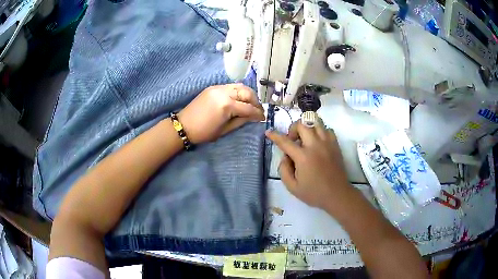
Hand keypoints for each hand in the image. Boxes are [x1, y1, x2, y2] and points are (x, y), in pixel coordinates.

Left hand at [178, 84, 264, 143]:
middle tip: (258, 111)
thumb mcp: (225, 130)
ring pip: (240, 86)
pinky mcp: (213, 87)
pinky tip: (239, 100)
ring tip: (250, 104)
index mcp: (227, 105)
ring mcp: (218, 88)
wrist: (184, 125)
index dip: (258, 114)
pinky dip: (238, 92)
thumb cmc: (204, 132)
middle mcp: (224, 92)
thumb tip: (254, 117)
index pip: (248, 108)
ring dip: (248, 95)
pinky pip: (231, 86)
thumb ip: (241, 121)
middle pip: (247, 93)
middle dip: (255, 101)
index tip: (263, 118)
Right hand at [266, 120, 353, 211]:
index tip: (268, 132)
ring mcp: (327, 143)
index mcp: (303, 157)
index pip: (285, 141)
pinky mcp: (335, 145)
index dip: (274, 135)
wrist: (337, 195)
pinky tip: (317, 142)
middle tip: (293, 141)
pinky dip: (320, 132)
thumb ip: (284, 170)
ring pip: (316, 122)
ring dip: (307, 127)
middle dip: (293, 129)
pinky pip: (327, 129)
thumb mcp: (292, 187)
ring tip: (305, 139)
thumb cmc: (314, 193)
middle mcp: (315, 145)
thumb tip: (285, 156)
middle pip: (302, 124)